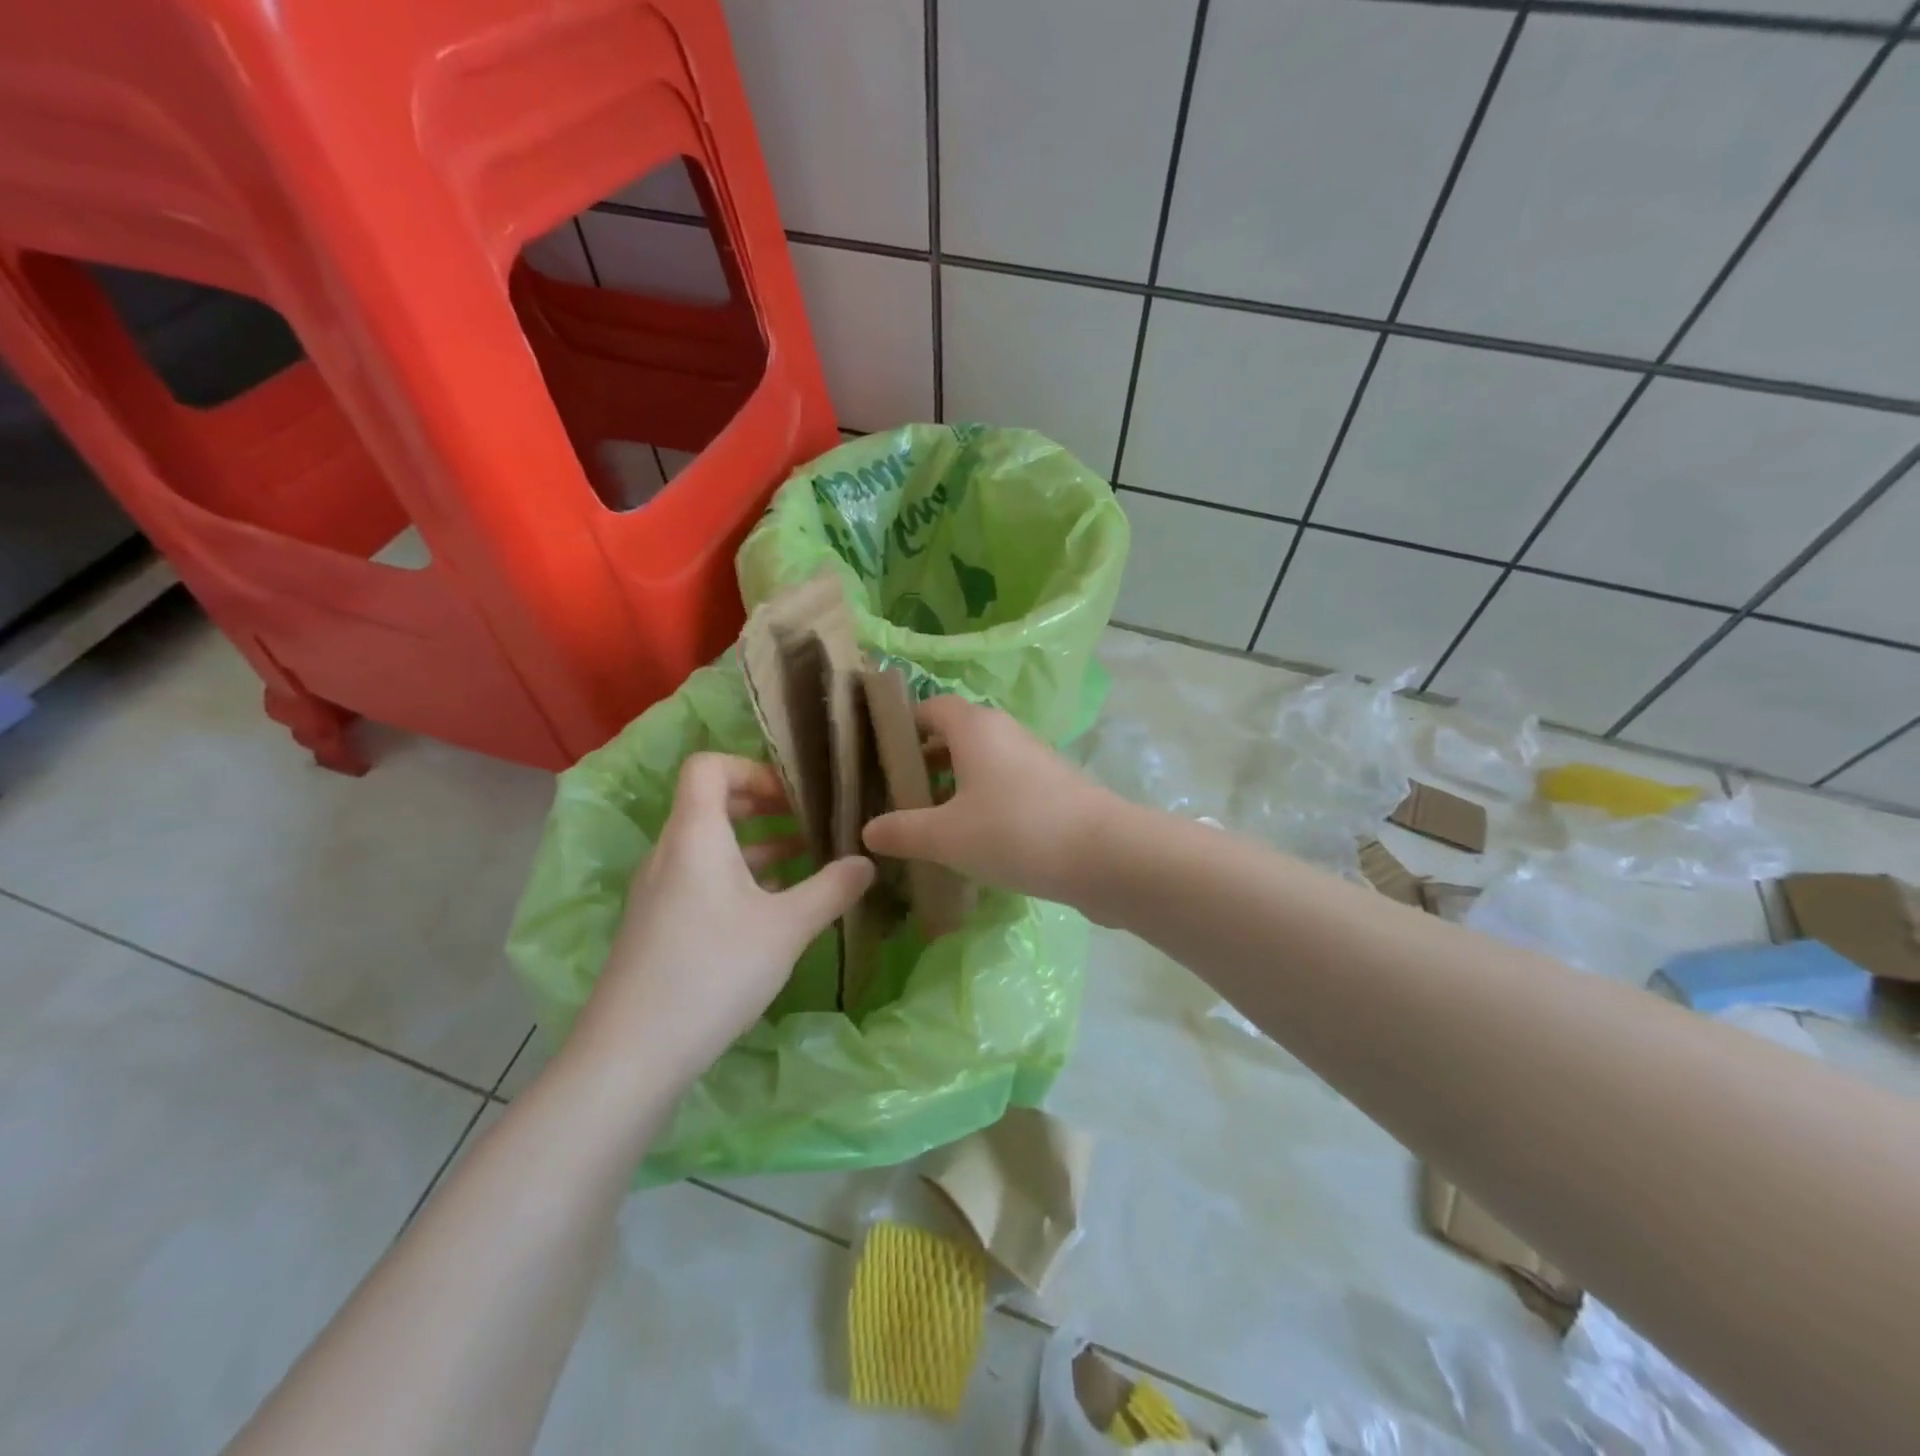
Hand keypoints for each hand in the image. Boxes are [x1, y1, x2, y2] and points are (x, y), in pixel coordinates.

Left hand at [569, 753, 874, 1090]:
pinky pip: (700, 878)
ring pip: (709, 845)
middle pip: (711, 803)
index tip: (793, 795)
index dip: (752, 768)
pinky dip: (738, 877)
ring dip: (756, 845)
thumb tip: (867, 862)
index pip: (708, 766)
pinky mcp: (657, 923)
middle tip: (807, 821)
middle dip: (763, 806)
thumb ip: (832, 889)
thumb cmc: (714, 972)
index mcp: (695, 835)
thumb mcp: (787, 928)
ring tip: (805, 861)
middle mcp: (669, 852)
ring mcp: (658, 890)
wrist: (633, 1053)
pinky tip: (774, 907)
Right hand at [861, 696, 1119, 905]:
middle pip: (954, 735)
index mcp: (974, 727)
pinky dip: (983, 802)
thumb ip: (902, 831)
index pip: (928, 707)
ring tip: (928, 823)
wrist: (1104, 855)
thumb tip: (868, 830)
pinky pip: (1005, 785)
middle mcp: (1005, 732)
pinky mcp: (1054, 788)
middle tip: (895, 797)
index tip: (876, 758)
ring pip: (981, 763)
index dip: (900, 726)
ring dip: (953, 786)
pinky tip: (972, 841)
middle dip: (923, 762)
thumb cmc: (1015, 831)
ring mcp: (1034, 759)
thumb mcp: (947, 836)